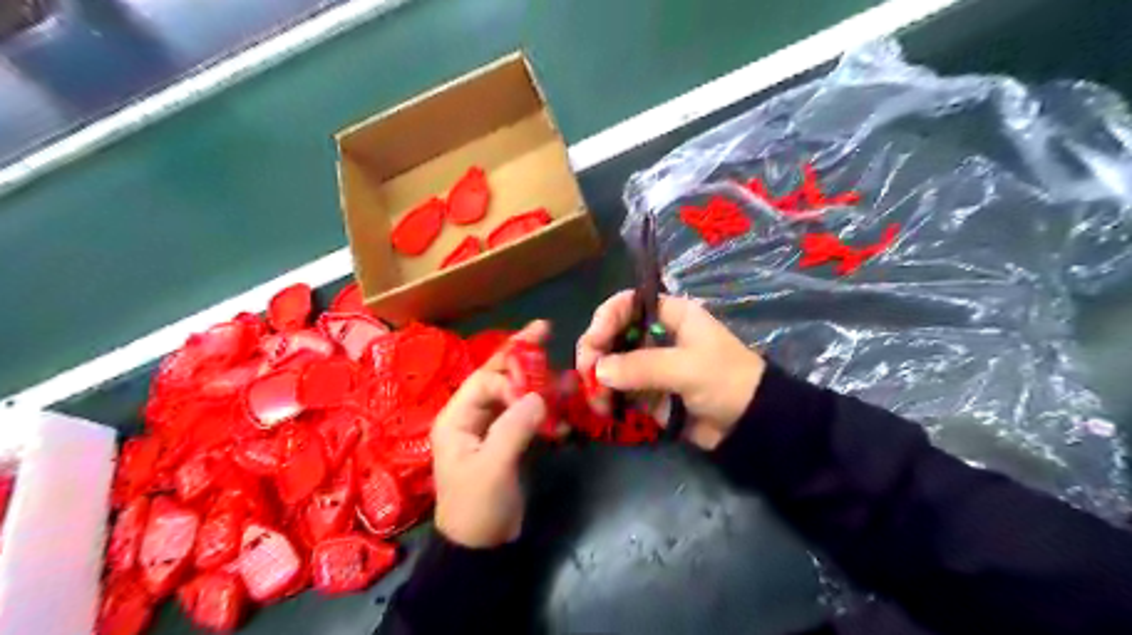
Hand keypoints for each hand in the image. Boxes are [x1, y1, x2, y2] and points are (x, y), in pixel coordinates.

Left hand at [431, 324, 550, 544]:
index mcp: (456, 417)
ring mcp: (490, 426)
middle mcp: (471, 415)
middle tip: (545, 329)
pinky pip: (526, 412)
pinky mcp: (507, 438)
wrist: (482, 547)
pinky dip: (544, 406)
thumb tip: (540, 396)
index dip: (512, 378)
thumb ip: (513, 429)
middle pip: (497, 377)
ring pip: (515, 392)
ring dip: (538, 381)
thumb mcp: (492, 469)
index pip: (485, 381)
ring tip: (564, 371)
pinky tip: (563, 404)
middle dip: (521, 355)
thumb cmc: (477, 507)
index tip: (537, 393)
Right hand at [578, 294, 764, 451]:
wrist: (752, 423)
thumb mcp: (687, 368)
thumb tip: (599, 371)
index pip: (626, 304)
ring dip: (598, 380)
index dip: (605, 319)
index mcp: (670, 315)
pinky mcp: (649, 392)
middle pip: (612, 334)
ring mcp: (651, 365)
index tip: (594, 343)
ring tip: (597, 401)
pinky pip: (619, 389)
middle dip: (596, 353)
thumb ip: (642, 367)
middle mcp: (656, 335)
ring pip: (611, 364)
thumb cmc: (726, 381)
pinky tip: (604, 409)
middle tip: (587, 376)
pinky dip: (608, 398)